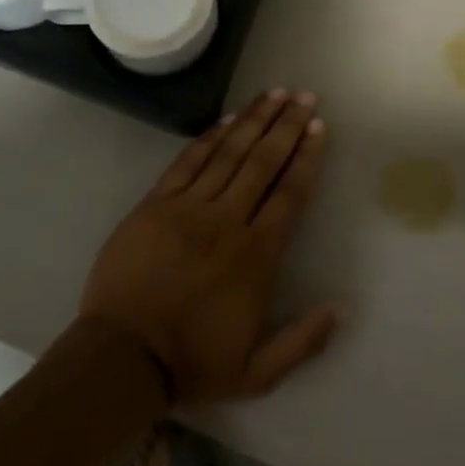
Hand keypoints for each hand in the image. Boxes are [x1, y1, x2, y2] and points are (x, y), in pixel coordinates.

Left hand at [79, 90, 341, 406]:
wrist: (122, 356)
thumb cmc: (192, 363)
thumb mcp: (257, 373)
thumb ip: (303, 340)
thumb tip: (342, 307)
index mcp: (256, 256)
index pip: (289, 194)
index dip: (306, 158)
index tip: (318, 128)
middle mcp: (227, 221)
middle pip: (263, 162)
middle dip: (287, 126)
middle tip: (305, 97)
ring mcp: (188, 207)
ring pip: (229, 153)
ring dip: (254, 120)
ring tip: (276, 93)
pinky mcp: (156, 203)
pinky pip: (188, 162)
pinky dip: (210, 137)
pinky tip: (229, 118)